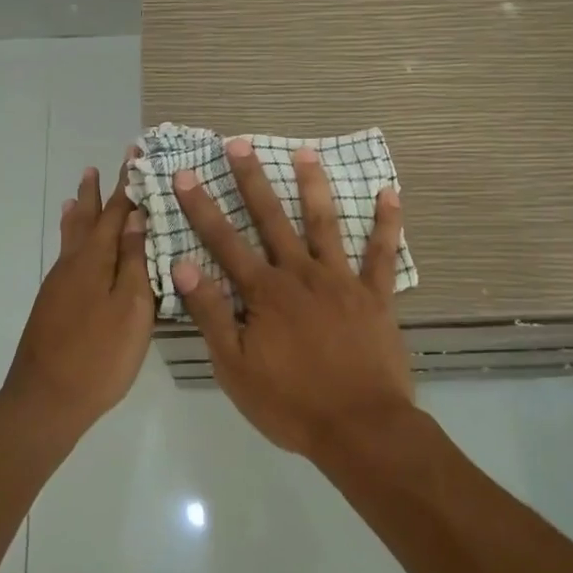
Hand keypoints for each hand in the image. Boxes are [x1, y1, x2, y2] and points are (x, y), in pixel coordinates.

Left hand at [2, 152, 153, 439]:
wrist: (45, 401)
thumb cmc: (99, 356)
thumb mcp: (131, 309)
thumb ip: (133, 262)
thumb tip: (135, 219)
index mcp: (95, 261)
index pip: (114, 213)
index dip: (125, 186)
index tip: (133, 157)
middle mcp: (73, 265)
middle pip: (86, 220)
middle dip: (95, 194)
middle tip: (96, 168)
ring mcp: (58, 285)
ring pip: (71, 237)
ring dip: (77, 212)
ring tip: (76, 192)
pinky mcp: (52, 304)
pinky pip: (65, 256)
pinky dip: (70, 238)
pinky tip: (71, 245)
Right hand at [172, 139, 414, 455]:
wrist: (360, 429)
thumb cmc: (290, 403)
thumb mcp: (234, 367)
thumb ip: (211, 314)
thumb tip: (183, 265)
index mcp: (264, 293)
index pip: (224, 242)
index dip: (202, 207)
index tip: (186, 174)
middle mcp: (300, 275)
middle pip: (272, 219)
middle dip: (252, 180)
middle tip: (240, 143)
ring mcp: (341, 281)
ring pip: (324, 224)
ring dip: (313, 186)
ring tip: (305, 152)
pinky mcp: (375, 296)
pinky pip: (381, 254)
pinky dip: (386, 223)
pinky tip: (389, 193)